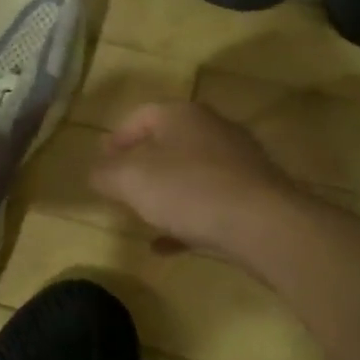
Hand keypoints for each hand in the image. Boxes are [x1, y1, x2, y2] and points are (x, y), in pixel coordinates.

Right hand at [89, 102, 303, 260]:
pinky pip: (210, 202)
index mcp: (182, 115)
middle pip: (168, 142)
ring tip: (143, 215)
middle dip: (142, 165)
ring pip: (191, 174)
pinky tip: (168, 244)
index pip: (141, 116)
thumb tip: (94, 172)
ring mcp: (238, 162)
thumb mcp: (132, 181)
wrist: (265, 224)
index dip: (117, 137)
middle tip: (121, 186)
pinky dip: (187, 218)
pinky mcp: (254, 194)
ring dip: (165, 193)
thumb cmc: (190, 190)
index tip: (101, 161)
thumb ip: (107, 174)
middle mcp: (212, 130)